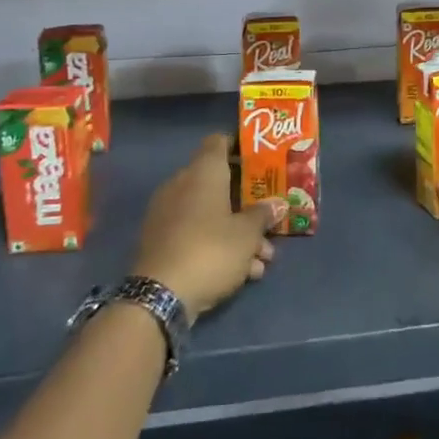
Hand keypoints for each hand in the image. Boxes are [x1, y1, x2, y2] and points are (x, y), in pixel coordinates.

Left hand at [132, 135, 279, 323]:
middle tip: (271, 218)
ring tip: (264, 258)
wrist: (160, 296)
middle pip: (220, 183)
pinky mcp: (162, 242)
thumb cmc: (211, 250)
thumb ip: (264, 215)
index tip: (262, 159)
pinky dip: (218, 246)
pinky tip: (244, 273)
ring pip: (211, 214)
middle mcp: (182, 185)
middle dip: (247, 203)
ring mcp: (168, 215)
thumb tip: (277, 204)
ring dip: (238, 232)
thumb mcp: (247, 234)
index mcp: (203, 172)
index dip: (241, 146)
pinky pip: (197, 234)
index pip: (220, 142)